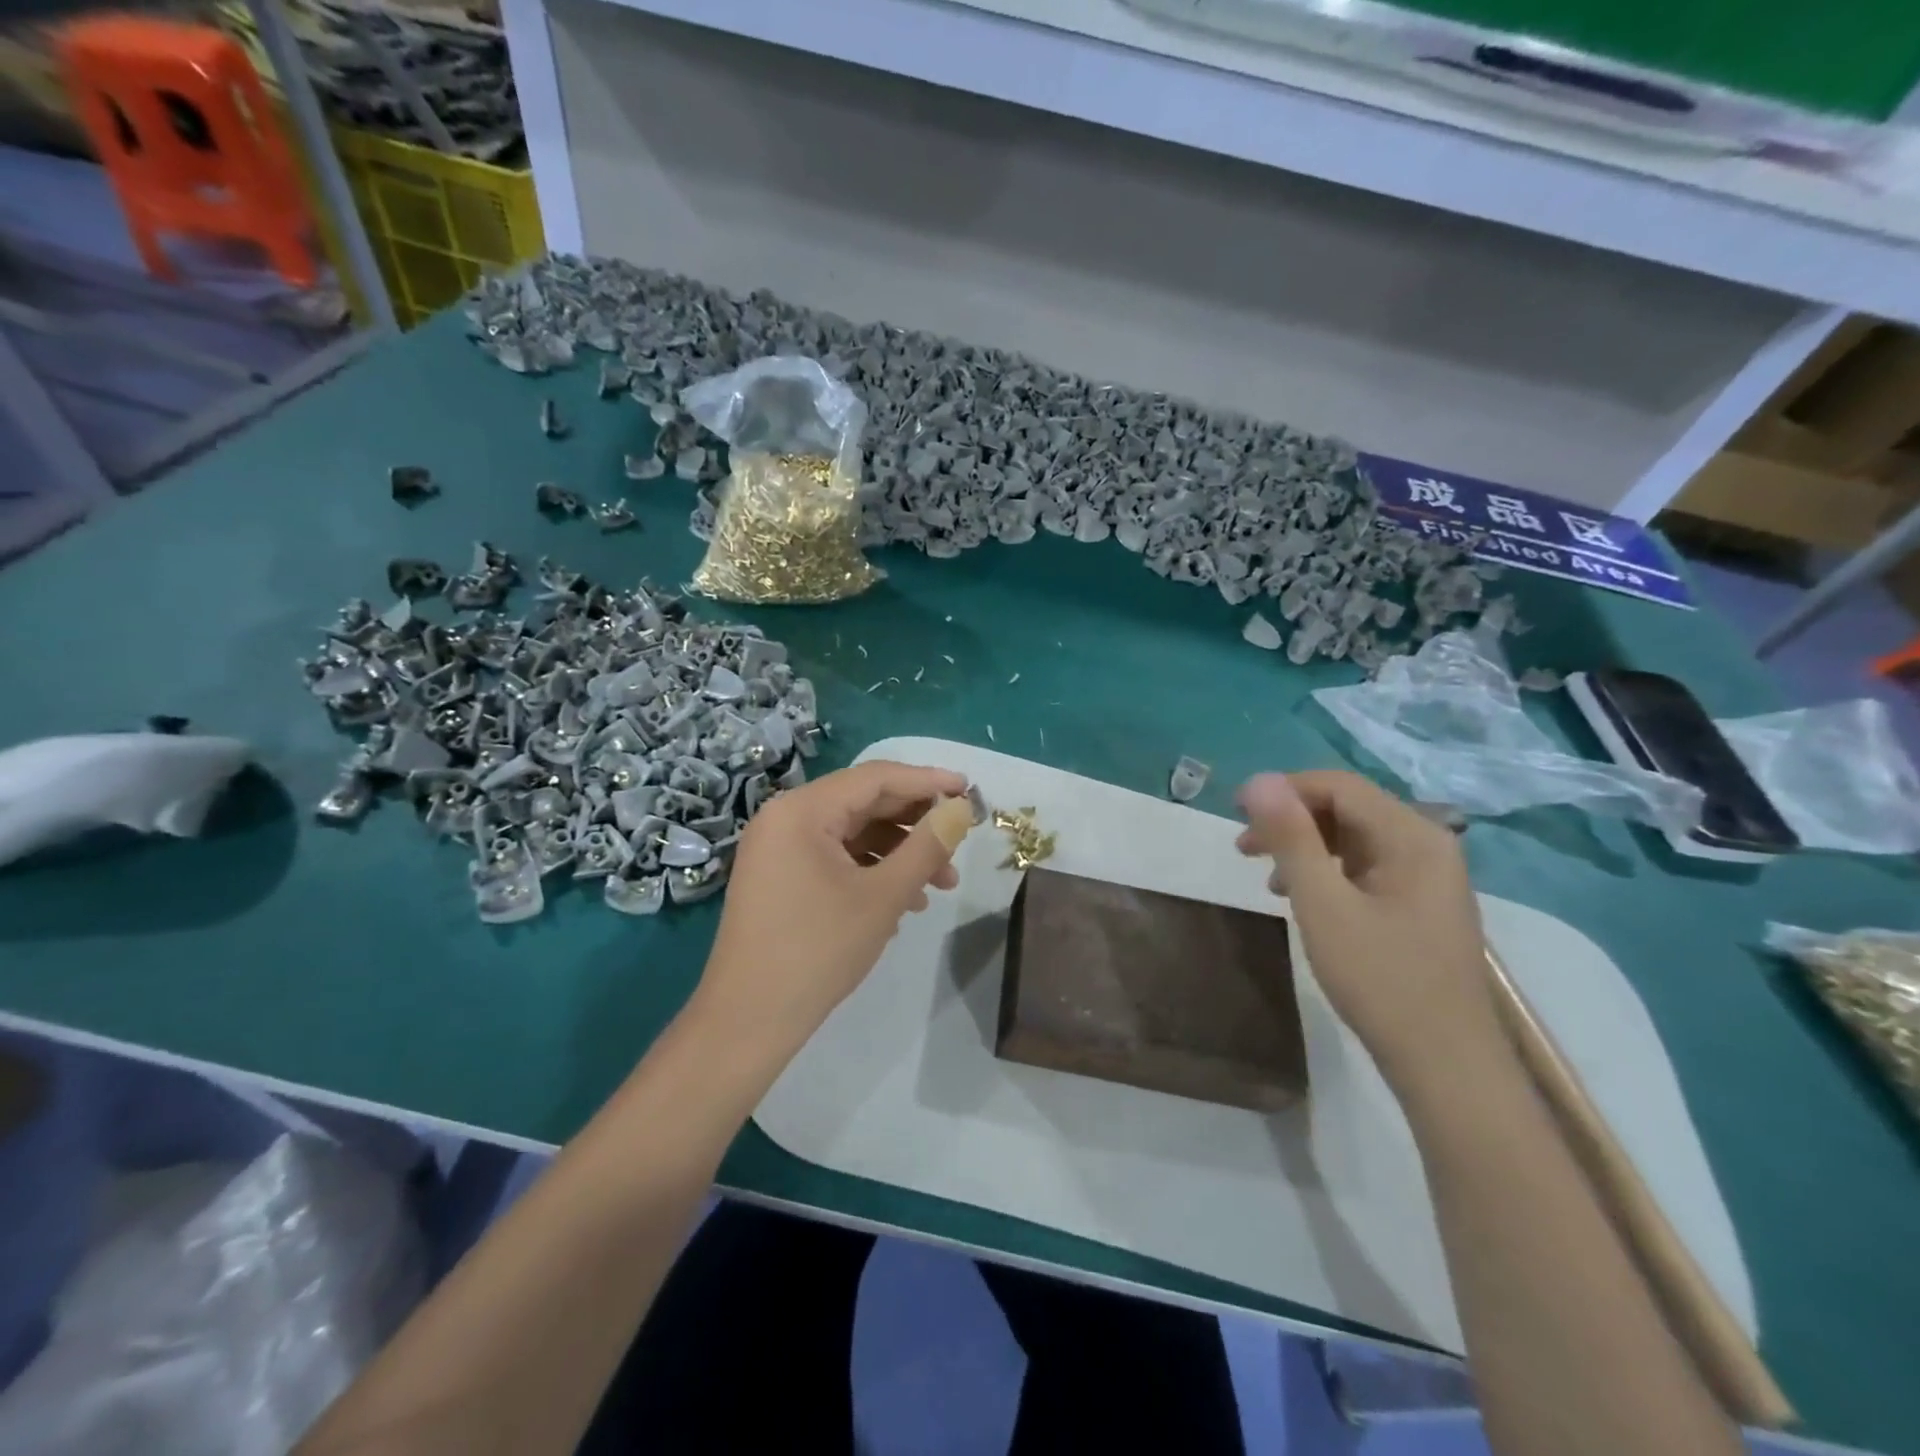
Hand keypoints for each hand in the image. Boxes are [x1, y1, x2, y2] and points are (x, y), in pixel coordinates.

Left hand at [694, 760, 974, 1053]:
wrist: (748, 1020)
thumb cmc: (818, 950)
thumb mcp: (883, 896)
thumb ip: (927, 846)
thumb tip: (960, 809)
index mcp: (802, 810)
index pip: (875, 778)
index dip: (927, 781)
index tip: (969, 789)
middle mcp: (786, 818)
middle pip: (864, 803)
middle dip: (916, 824)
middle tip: (960, 842)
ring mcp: (779, 849)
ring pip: (853, 834)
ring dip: (900, 853)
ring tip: (942, 885)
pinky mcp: (781, 877)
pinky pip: (836, 858)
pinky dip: (873, 871)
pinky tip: (906, 902)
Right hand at [1236, 771, 1502, 1091]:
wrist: (1446, 1065)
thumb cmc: (1380, 980)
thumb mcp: (1323, 904)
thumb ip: (1291, 838)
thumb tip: (1258, 781)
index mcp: (1412, 836)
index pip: (1338, 786)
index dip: (1283, 790)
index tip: (1235, 813)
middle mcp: (1427, 844)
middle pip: (1347, 808)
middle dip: (1291, 821)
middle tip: (1243, 849)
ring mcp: (1428, 876)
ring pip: (1354, 838)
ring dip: (1305, 847)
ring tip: (1267, 877)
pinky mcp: (1420, 904)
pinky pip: (1366, 867)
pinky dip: (1327, 871)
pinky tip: (1302, 898)